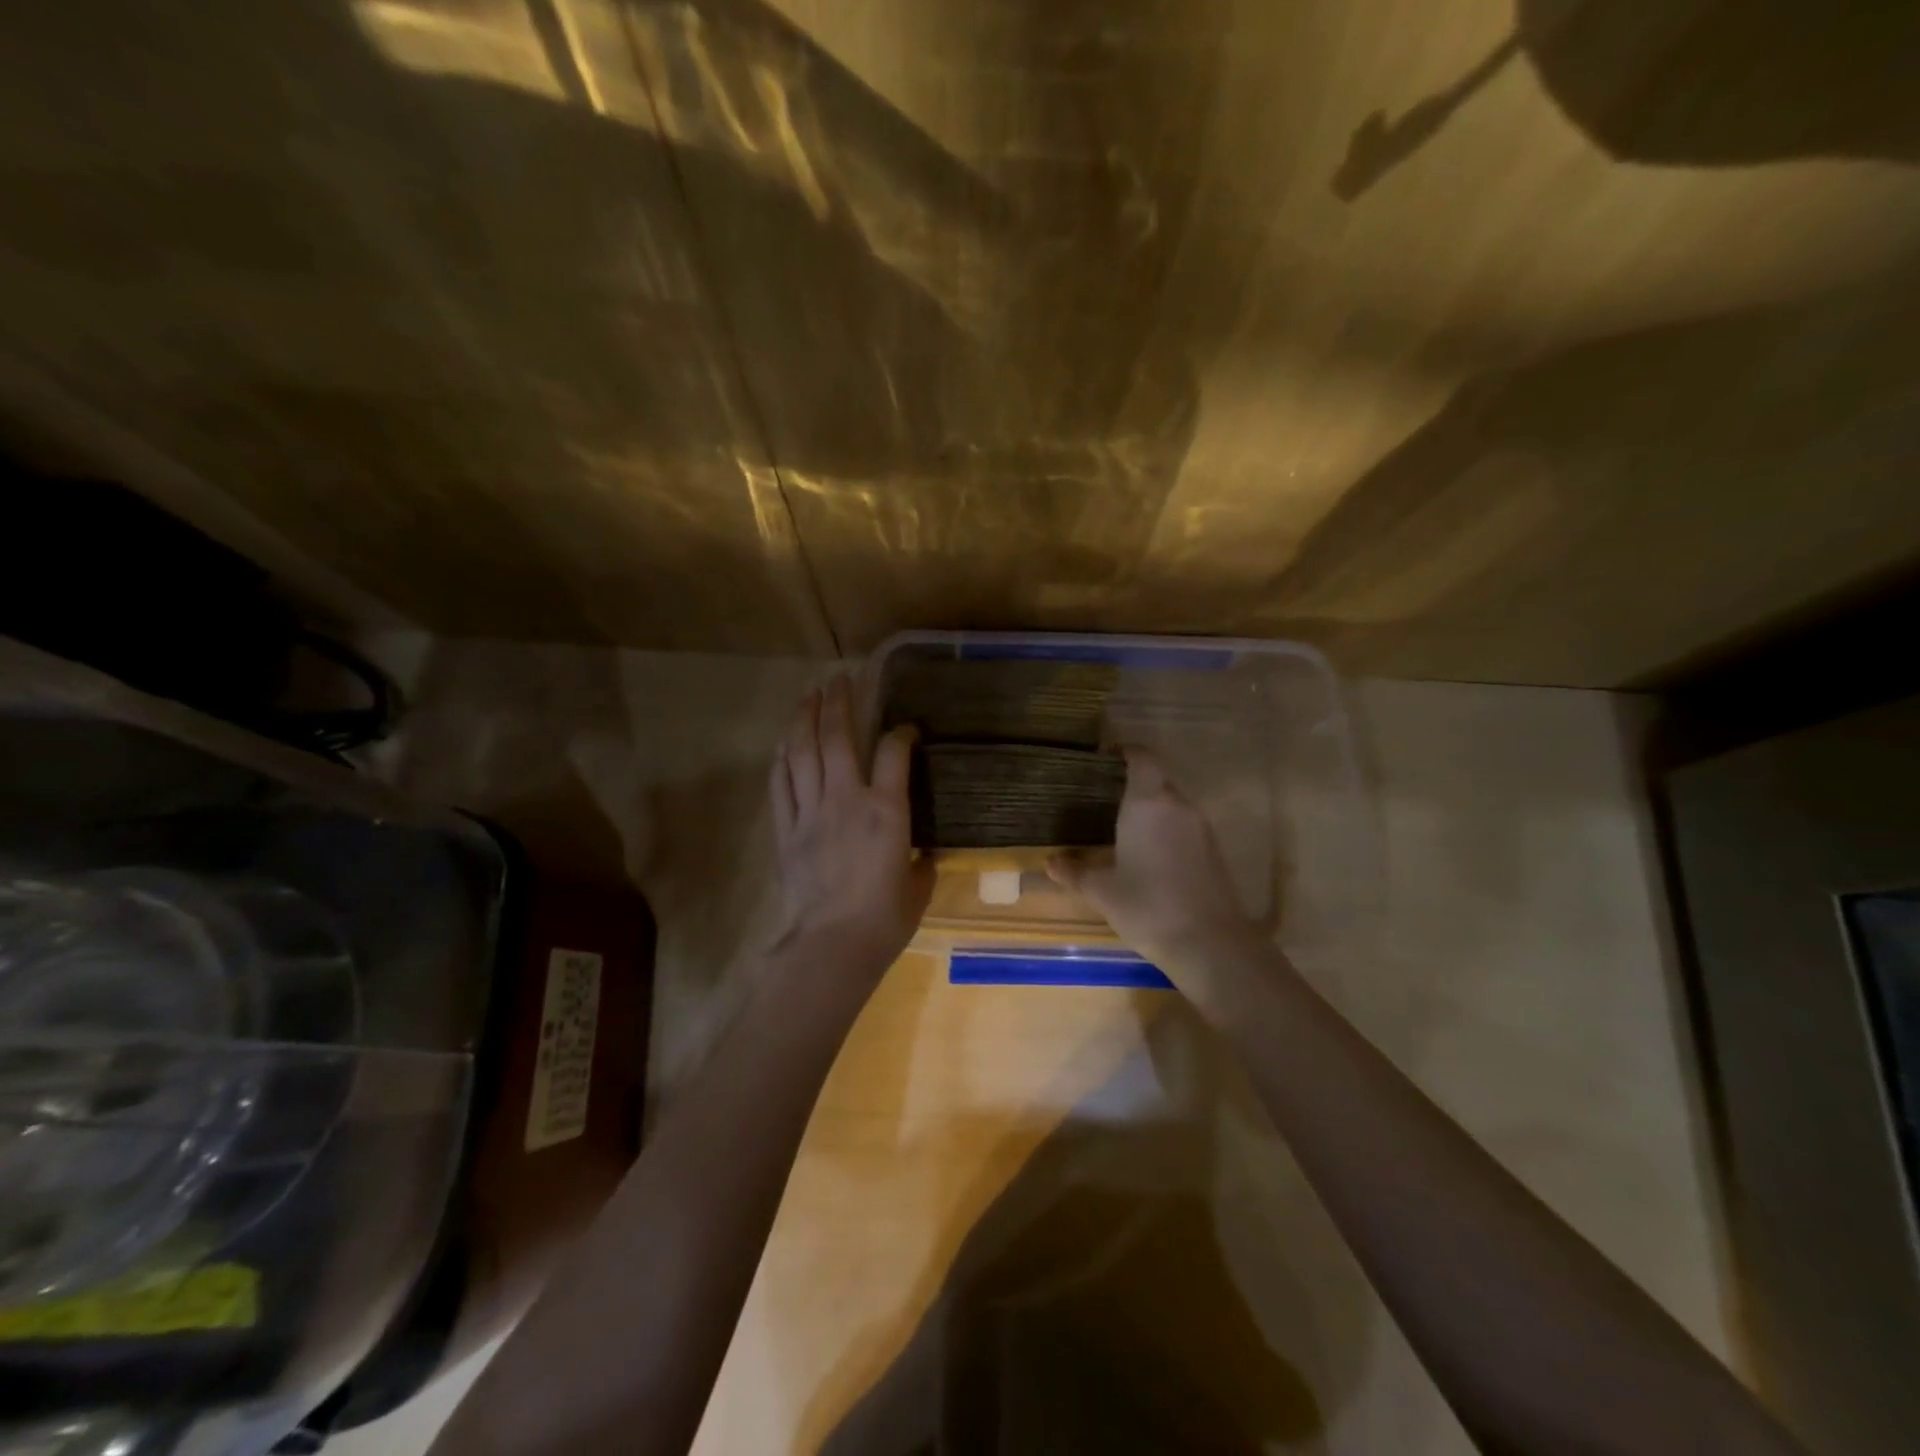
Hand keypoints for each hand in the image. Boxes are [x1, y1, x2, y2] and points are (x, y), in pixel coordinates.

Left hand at [770, 675, 932, 972]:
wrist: (831, 946)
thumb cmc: (884, 921)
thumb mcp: (918, 888)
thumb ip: (921, 862)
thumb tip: (921, 854)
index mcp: (887, 810)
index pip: (894, 752)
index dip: (902, 732)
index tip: (906, 729)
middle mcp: (846, 799)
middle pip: (839, 737)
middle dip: (839, 702)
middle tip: (839, 679)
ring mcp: (811, 812)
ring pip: (803, 752)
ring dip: (805, 719)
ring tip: (808, 696)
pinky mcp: (786, 830)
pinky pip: (781, 784)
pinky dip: (782, 759)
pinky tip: (784, 744)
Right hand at [1048, 748, 1266, 984]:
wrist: (1209, 943)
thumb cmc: (1147, 906)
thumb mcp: (1102, 891)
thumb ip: (1075, 871)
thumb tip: (1050, 862)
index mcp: (1147, 803)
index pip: (1142, 758)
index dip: (1125, 752)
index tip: (1105, 758)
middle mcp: (1177, 805)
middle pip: (1157, 780)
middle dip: (1133, 784)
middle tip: (1104, 798)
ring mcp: (1200, 827)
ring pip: (1172, 804)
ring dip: (1151, 809)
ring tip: (1123, 828)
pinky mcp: (1213, 850)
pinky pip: (1184, 826)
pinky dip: (1166, 830)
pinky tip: (1149, 855)